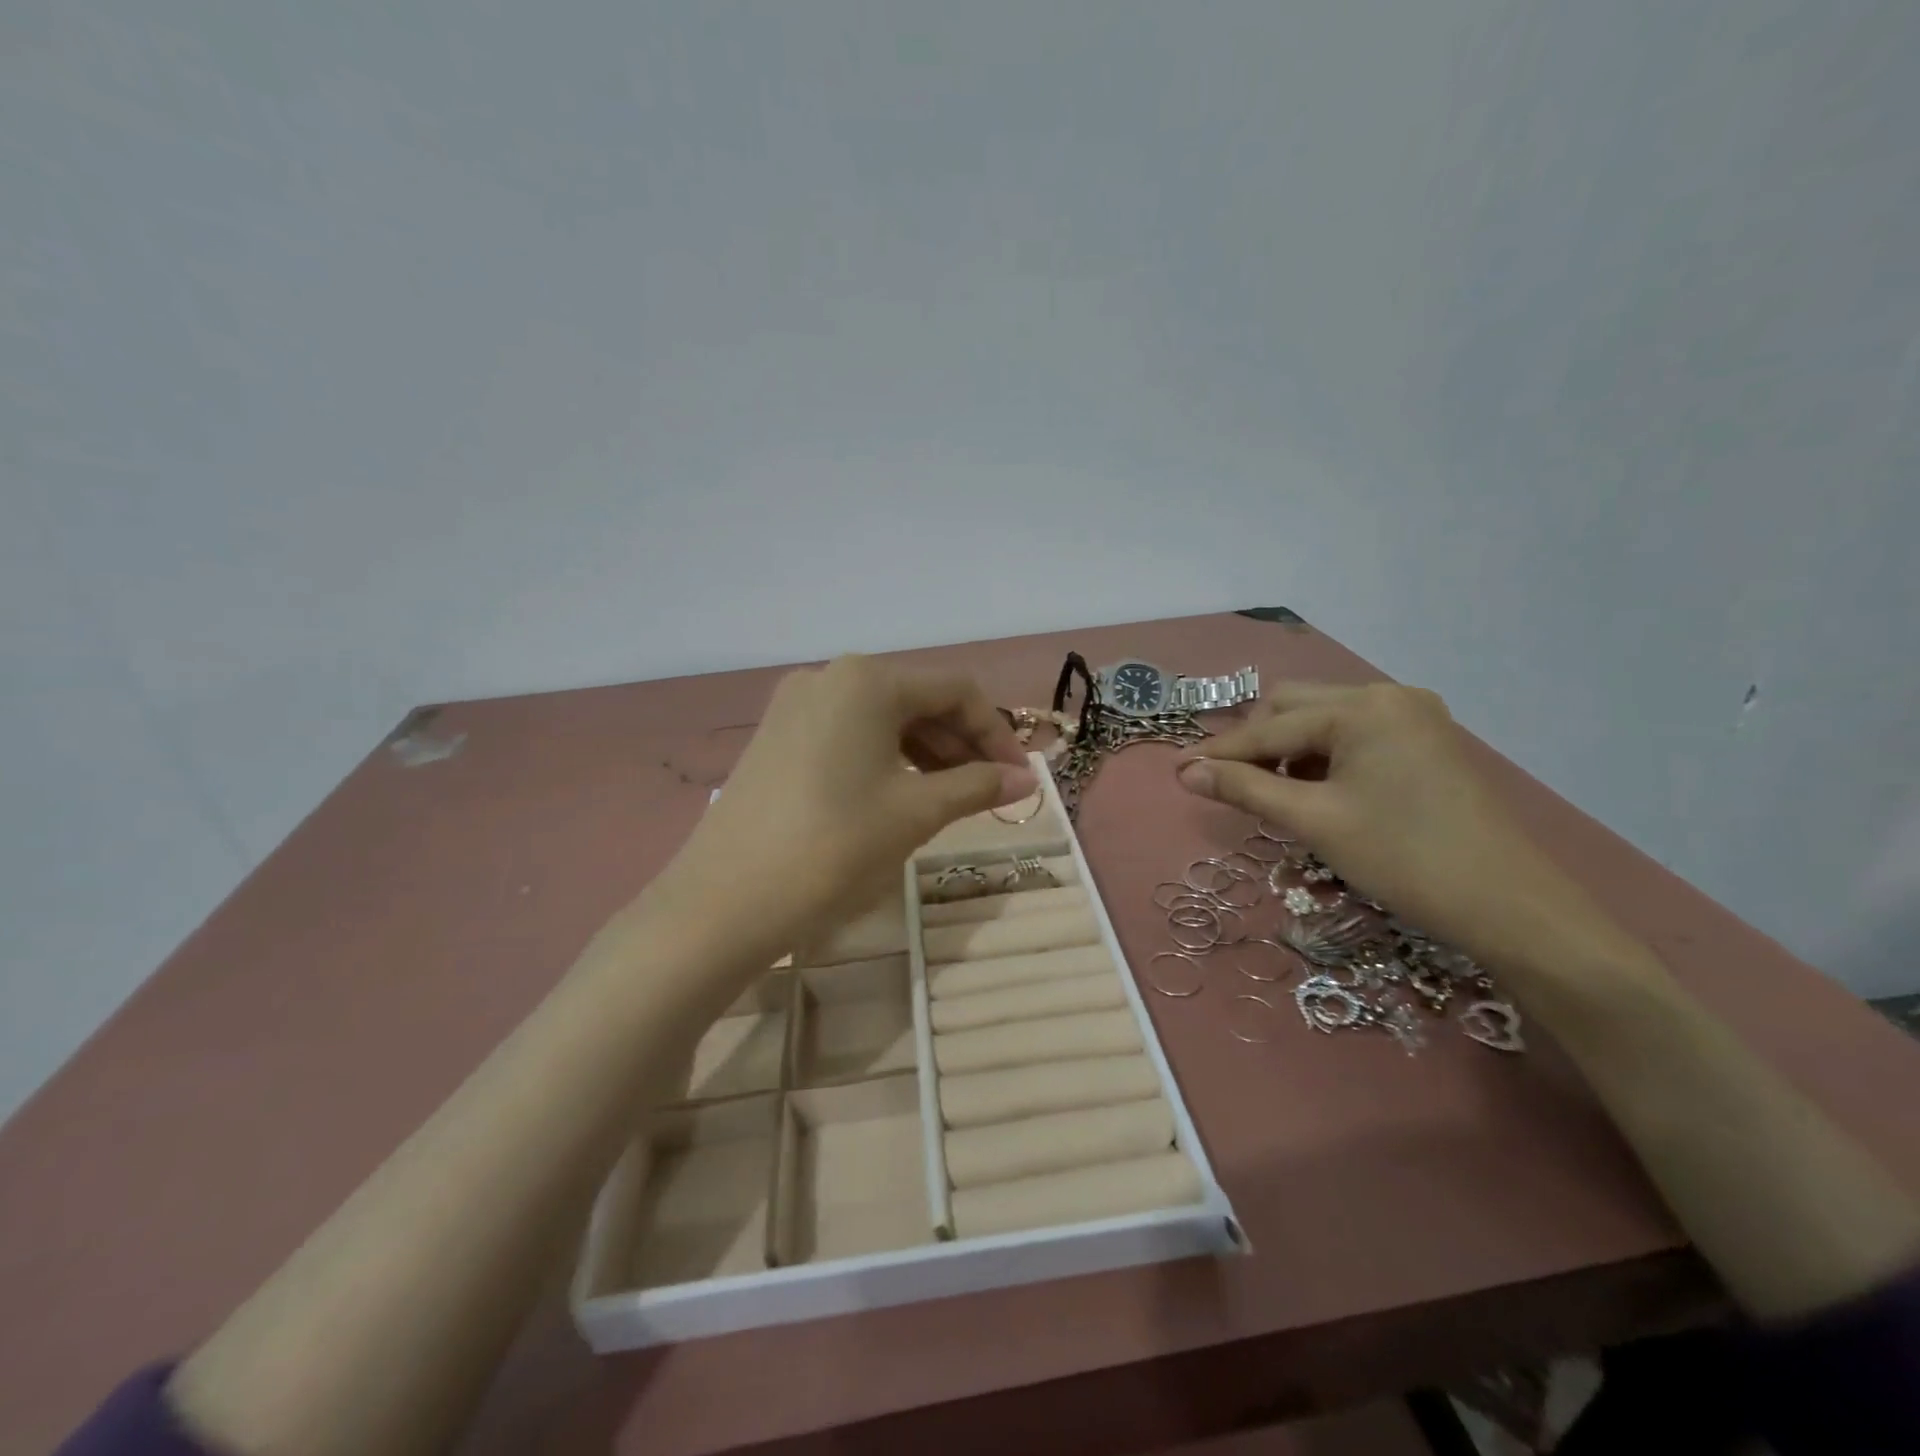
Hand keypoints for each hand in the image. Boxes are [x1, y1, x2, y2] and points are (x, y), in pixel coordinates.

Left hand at [656, 655, 1036, 953]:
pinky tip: (899, 793)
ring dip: (926, 751)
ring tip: (950, 797)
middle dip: (962, 742)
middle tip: (989, 792)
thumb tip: (1026, 780)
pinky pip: (848, 733)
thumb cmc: (833, 847)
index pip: (955, 690)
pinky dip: (885, 757)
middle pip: (917, 698)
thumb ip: (977, 787)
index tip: (1019, 779)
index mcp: (868, 680)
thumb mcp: (915, 813)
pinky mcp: (776, 736)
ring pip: (882, 717)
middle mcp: (829, 677)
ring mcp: (795, 705)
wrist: (723, 902)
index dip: (996, 733)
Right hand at [1174, 682, 1583, 961]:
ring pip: (1325, 720)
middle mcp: (1388, 696)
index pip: (1271, 727)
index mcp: (1362, 708)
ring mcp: (1414, 717)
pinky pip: (1355, 735)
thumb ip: (1245, 788)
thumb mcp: (1315, 821)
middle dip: (1257, 743)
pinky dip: (1325, 757)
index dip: (1221, 752)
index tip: (1178, 771)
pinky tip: (1318, 790)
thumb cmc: (1404, 859)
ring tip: (1275, 793)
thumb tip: (1186, 771)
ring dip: (1290, 749)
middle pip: (1296, 707)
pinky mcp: (1427, 741)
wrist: (1511, 906)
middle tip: (1230, 785)